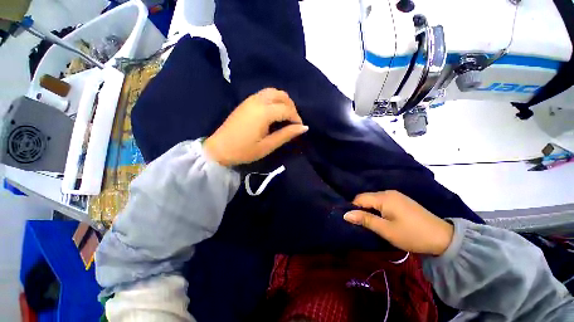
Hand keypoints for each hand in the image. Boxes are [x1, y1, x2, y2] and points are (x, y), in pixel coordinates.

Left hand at [204, 88, 307, 165]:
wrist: (219, 149)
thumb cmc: (244, 151)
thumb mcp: (267, 146)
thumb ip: (286, 135)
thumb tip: (304, 128)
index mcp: (263, 112)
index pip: (287, 109)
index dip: (296, 118)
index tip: (300, 128)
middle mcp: (258, 101)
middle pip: (281, 95)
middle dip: (291, 107)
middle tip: (293, 121)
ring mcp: (251, 99)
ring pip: (273, 92)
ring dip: (283, 101)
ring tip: (285, 116)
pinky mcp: (246, 102)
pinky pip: (265, 94)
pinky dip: (274, 99)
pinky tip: (274, 112)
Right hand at [343, 191, 453, 255]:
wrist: (443, 238)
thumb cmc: (411, 234)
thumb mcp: (386, 229)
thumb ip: (365, 219)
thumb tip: (345, 214)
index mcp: (383, 197)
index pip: (360, 198)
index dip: (353, 208)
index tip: (352, 220)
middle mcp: (388, 192)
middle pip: (367, 198)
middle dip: (362, 209)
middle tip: (362, 224)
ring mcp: (396, 195)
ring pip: (375, 200)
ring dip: (370, 209)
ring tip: (371, 222)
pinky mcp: (402, 200)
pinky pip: (383, 201)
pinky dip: (379, 209)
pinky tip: (382, 218)